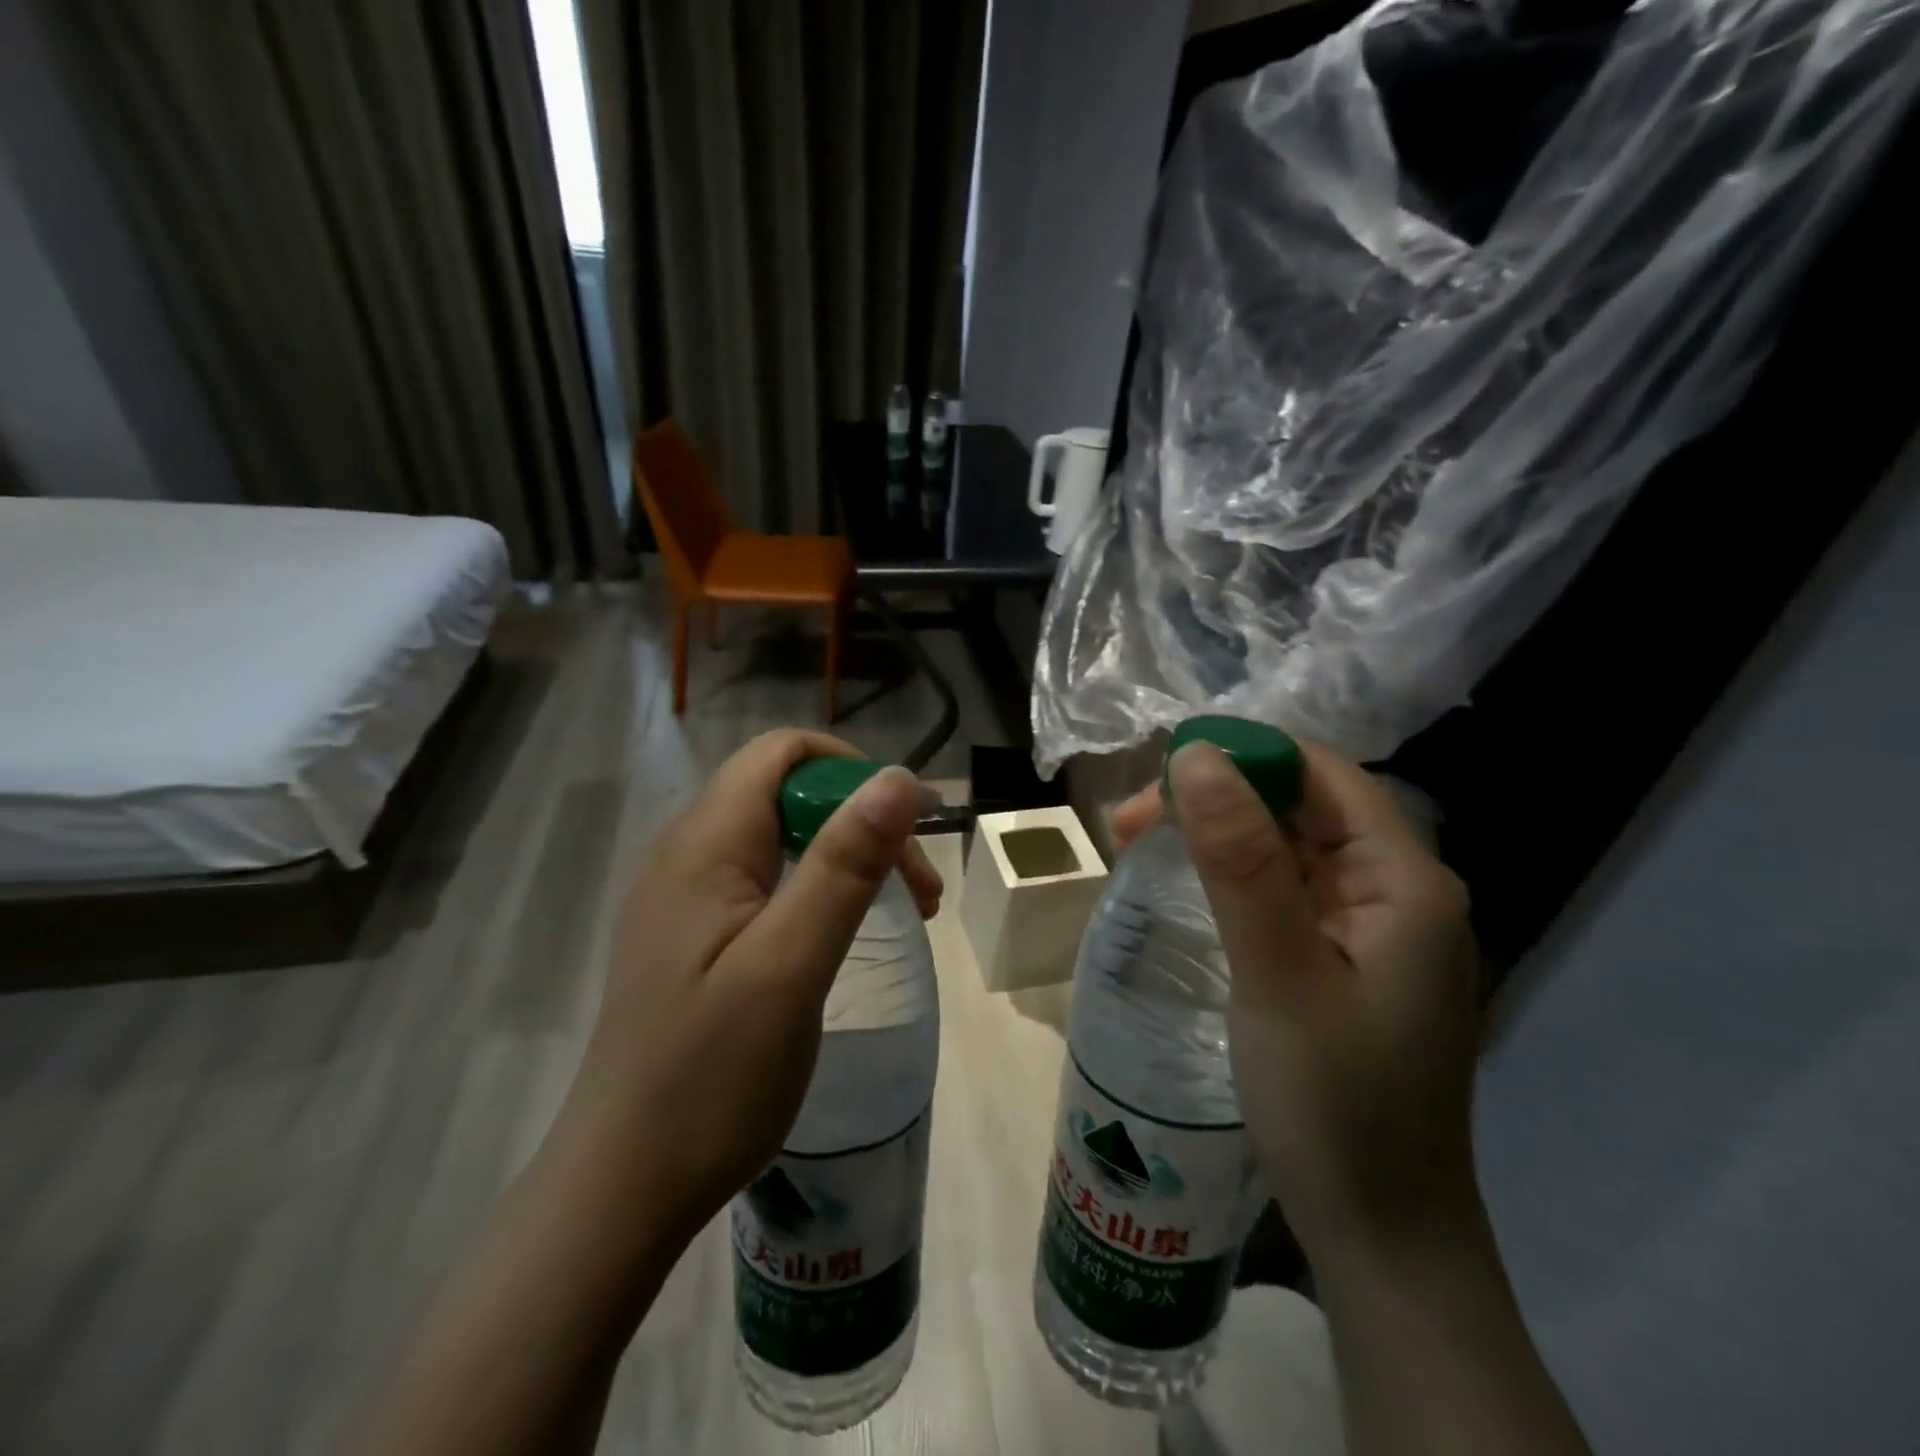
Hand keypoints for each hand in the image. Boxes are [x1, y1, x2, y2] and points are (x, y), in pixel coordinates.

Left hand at [559, 731, 941, 1245]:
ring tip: (902, 911)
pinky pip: (762, 880)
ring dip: (846, 857)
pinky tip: (839, 934)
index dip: (852, 771)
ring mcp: (683, 897)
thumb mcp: (791, 963)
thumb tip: (898, 778)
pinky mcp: (689, 936)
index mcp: (704, 844)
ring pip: (779, 837)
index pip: (781, 753)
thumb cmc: (711, 1075)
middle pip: (786, 793)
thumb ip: (844, 864)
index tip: (910, 828)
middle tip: (920, 891)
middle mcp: (685, 854)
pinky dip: (816, 888)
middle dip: (861, 821)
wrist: (623, 1185)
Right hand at [1159, 741, 1481, 1259]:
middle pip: (1300, 806)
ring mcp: (1372, 928)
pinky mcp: (1346, 960)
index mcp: (1404, 880)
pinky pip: (1284, 890)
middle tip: (1126, 826)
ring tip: (1136, 848)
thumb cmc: (1335, 1105)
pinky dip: (1229, 878)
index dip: (1239, 756)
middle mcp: (1397, 890)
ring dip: (1213, 836)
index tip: (1155, 778)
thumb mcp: (1277, 973)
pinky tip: (1185, 889)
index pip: (1319, 773)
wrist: (1382, 1238)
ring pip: (1286, 847)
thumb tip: (1196, 756)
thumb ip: (1239, 860)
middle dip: (1212, 800)